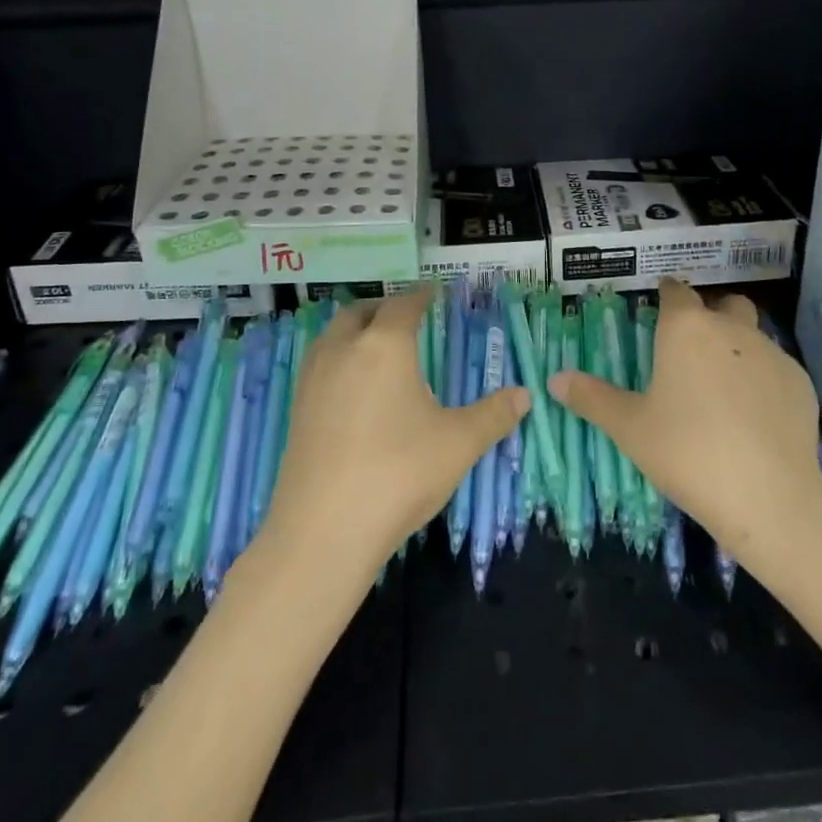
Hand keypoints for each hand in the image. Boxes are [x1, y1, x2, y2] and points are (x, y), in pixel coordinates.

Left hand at [262, 290, 528, 578]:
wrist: (323, 529)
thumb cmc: (398, 474)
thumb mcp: (458, 444)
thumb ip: (493, 415)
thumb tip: (524, 395)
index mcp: (384, 346)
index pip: (404, 305)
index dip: (421, 295)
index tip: (434, 292)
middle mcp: (344, 350)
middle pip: (360, 311)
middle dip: (383, 307)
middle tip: (405, 316)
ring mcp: (313, 379)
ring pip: (333, 335)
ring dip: (355, 329)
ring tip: (377, 346)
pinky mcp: (297, 408)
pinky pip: (319, 363)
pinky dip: (339, 357)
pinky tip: (353, 387)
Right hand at [550, 279, 821, 570]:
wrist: (768, 496)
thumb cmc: (687, 452)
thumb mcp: (629, 428)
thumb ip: (592, 398)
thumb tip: (554, 379)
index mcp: (686, 329)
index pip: (676, 291)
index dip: (666, 296)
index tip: (658, 310)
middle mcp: (731, 329)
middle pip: (723, 304)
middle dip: (710, 316)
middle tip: (693, 352)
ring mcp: (772, 353)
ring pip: (753, 335)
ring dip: (737, 348)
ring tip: (723, 389)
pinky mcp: (801, 383)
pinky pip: (776, 369)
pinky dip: (763, 381)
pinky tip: (754, 418)